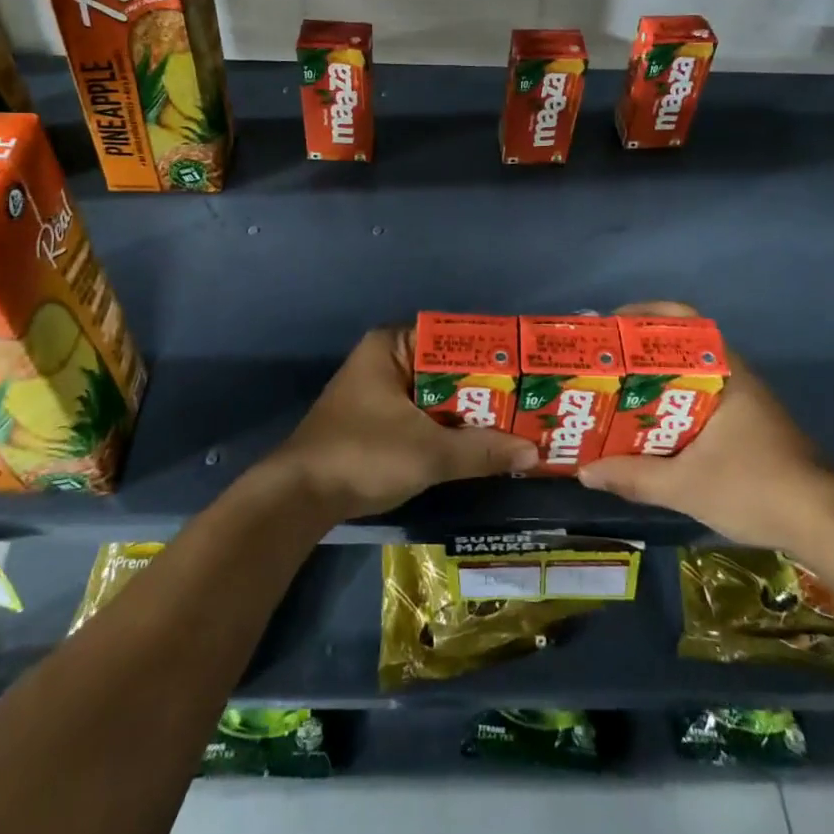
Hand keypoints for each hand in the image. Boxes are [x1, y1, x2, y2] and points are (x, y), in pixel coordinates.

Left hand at [262, 328, 537, 522]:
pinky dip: (450, 428)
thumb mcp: (430, 453)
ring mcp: (380, 391)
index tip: (528, 367)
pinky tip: (482, 443)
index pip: (453, 336)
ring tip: (518, 421)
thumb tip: (533, 453)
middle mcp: (386, 359)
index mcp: (392, 345)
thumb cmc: (364, 454)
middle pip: (448, 368)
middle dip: (486, 388)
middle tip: (531, 399)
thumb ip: (482, 450)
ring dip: (470, 412)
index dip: (491, 352)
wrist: (300, 497)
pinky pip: (425, 414)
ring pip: (438, 394)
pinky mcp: (378, 420)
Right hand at [577, 302, 833, 552]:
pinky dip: (673, 405)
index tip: (609, 328)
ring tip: (616, 398)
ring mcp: (745, 401)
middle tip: (602, 368)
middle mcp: (734, 376)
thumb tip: (585, 472)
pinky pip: (701, 400)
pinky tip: (651, 430)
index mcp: (723, 372)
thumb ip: (633, 477)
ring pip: (690, 377)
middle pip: (680, 347)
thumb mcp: (686, 486)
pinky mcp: (749, 426)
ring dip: (655, 383)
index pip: (682, 319)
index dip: (644, 314)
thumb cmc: (756, 488)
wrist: (827, 523)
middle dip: (639, 353)